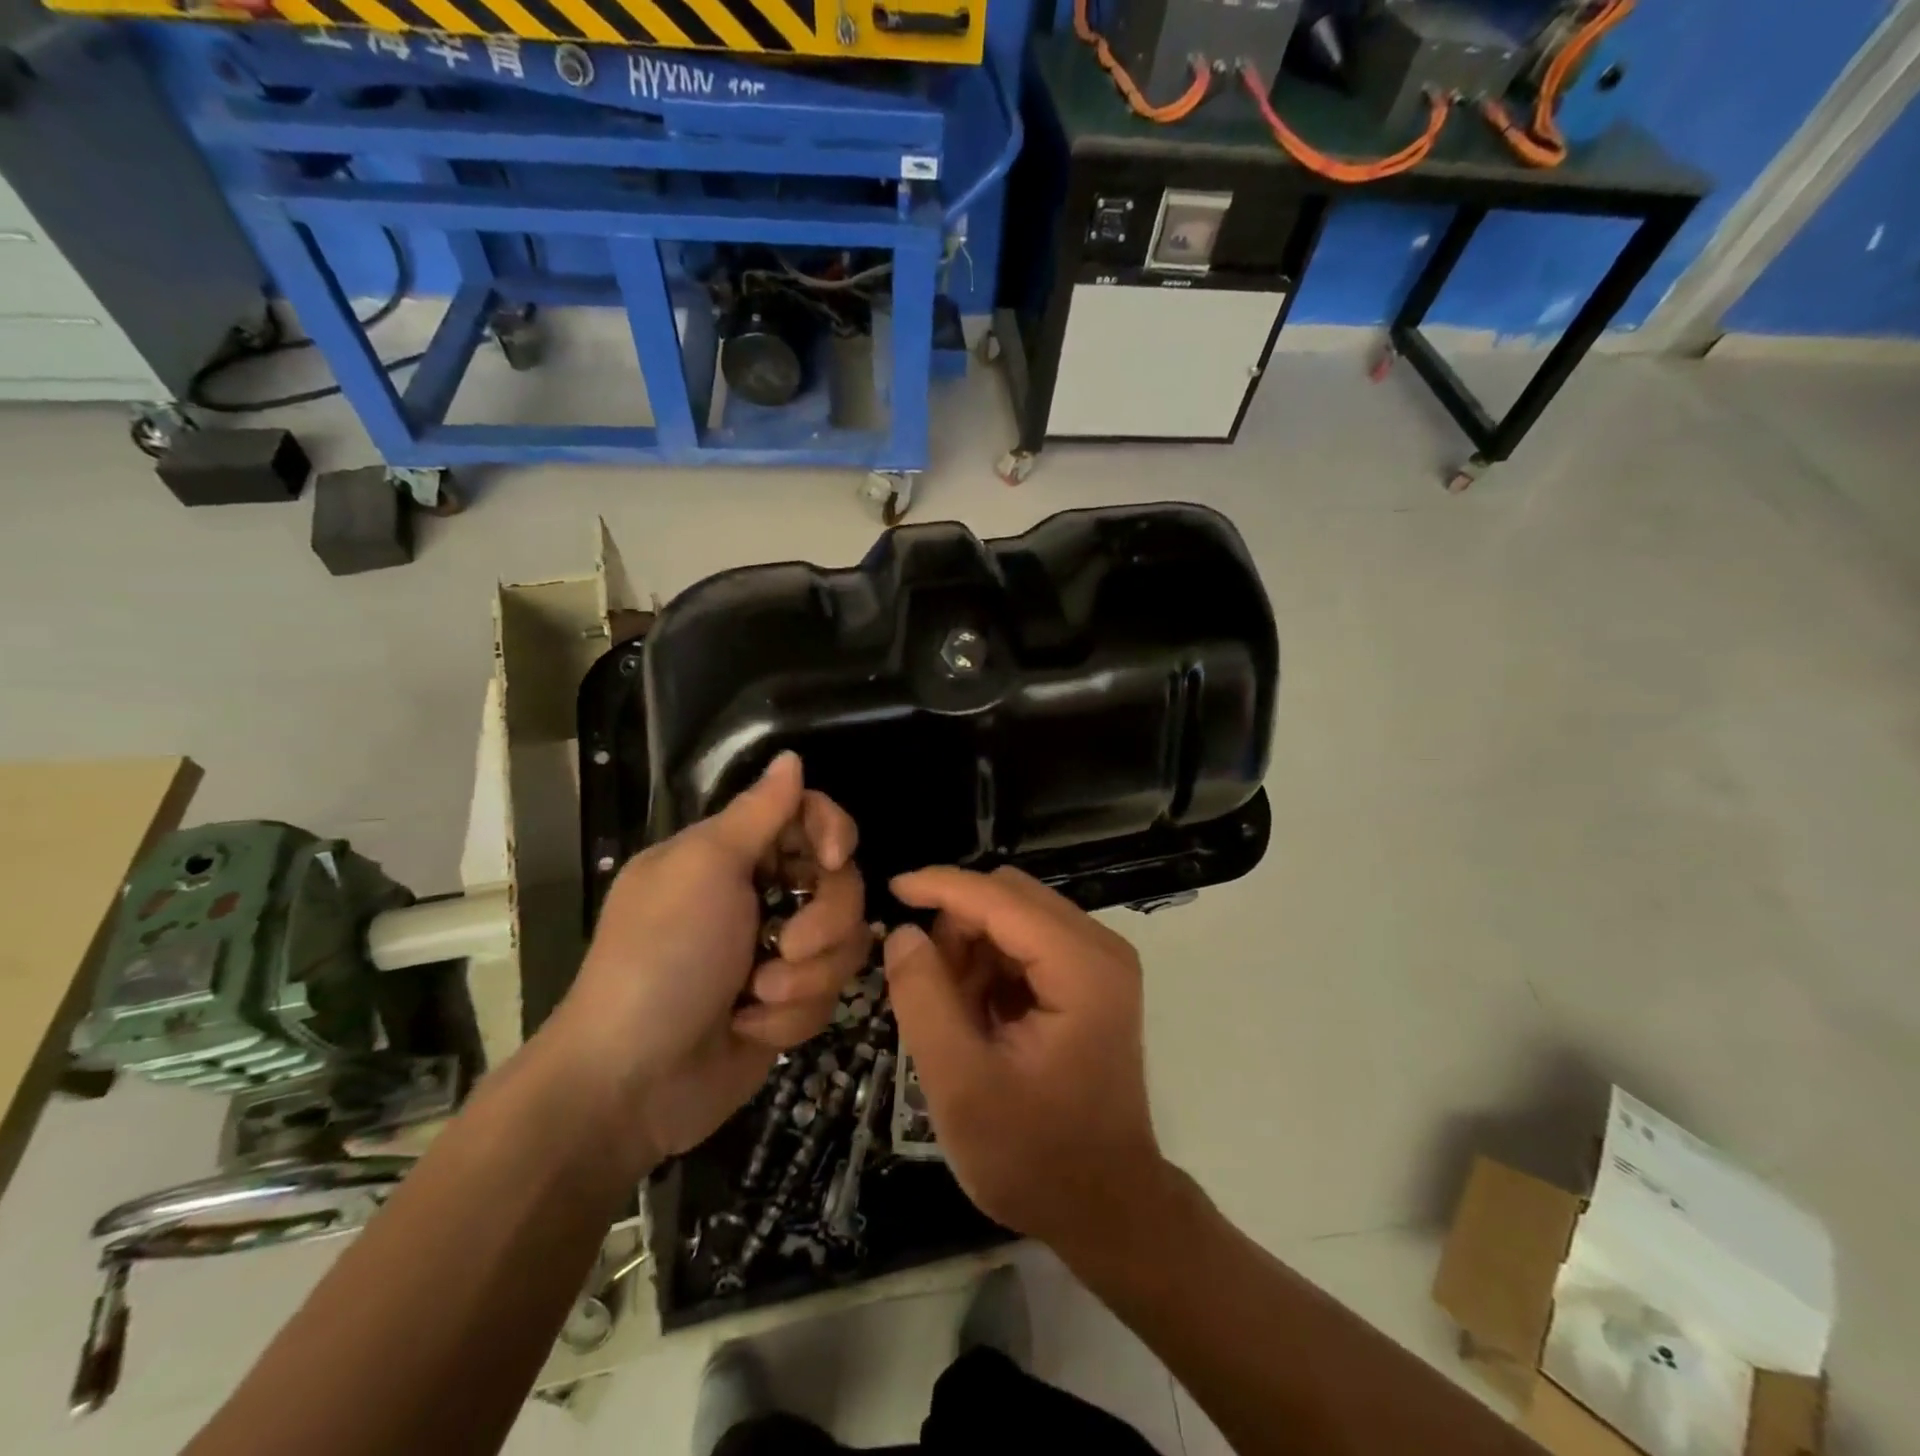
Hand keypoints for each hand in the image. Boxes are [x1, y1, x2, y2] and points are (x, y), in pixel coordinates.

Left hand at [547, 752, 870, 1172]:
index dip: (833, 831)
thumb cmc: (661, 959)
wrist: (630, 1084)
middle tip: (783, 946)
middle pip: (841, 883)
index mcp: (732, 855)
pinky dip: (790, 1015)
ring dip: (804, 976)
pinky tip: (749, 1028)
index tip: (832, 859)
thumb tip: (791, 757)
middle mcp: (761, 896)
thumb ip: (757, 813)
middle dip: (821, 921)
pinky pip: (827, 994)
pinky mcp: (789, 1004)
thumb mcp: (703, 870)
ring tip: (755, 998)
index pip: (808, 817)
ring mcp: (777, 953)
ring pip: (844, 942)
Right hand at [882, 866, 1168, 1254]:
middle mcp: (1099, 948)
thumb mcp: (960, 1083)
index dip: (941, 886)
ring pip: (1015, 916)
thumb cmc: (1035, 1155)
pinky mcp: (1091, 979)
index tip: (890, 889)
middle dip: (957, 926)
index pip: (1001, 898)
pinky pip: (1027, 943)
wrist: (1106, 1208)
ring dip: (972, 948)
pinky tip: (977, 1015)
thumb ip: (924, 998)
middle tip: (926, 984)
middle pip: (1011, 897)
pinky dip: (991, 966)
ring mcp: (1099, 962)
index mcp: (1082, 967)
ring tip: (952, 1012)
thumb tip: (904, 933)